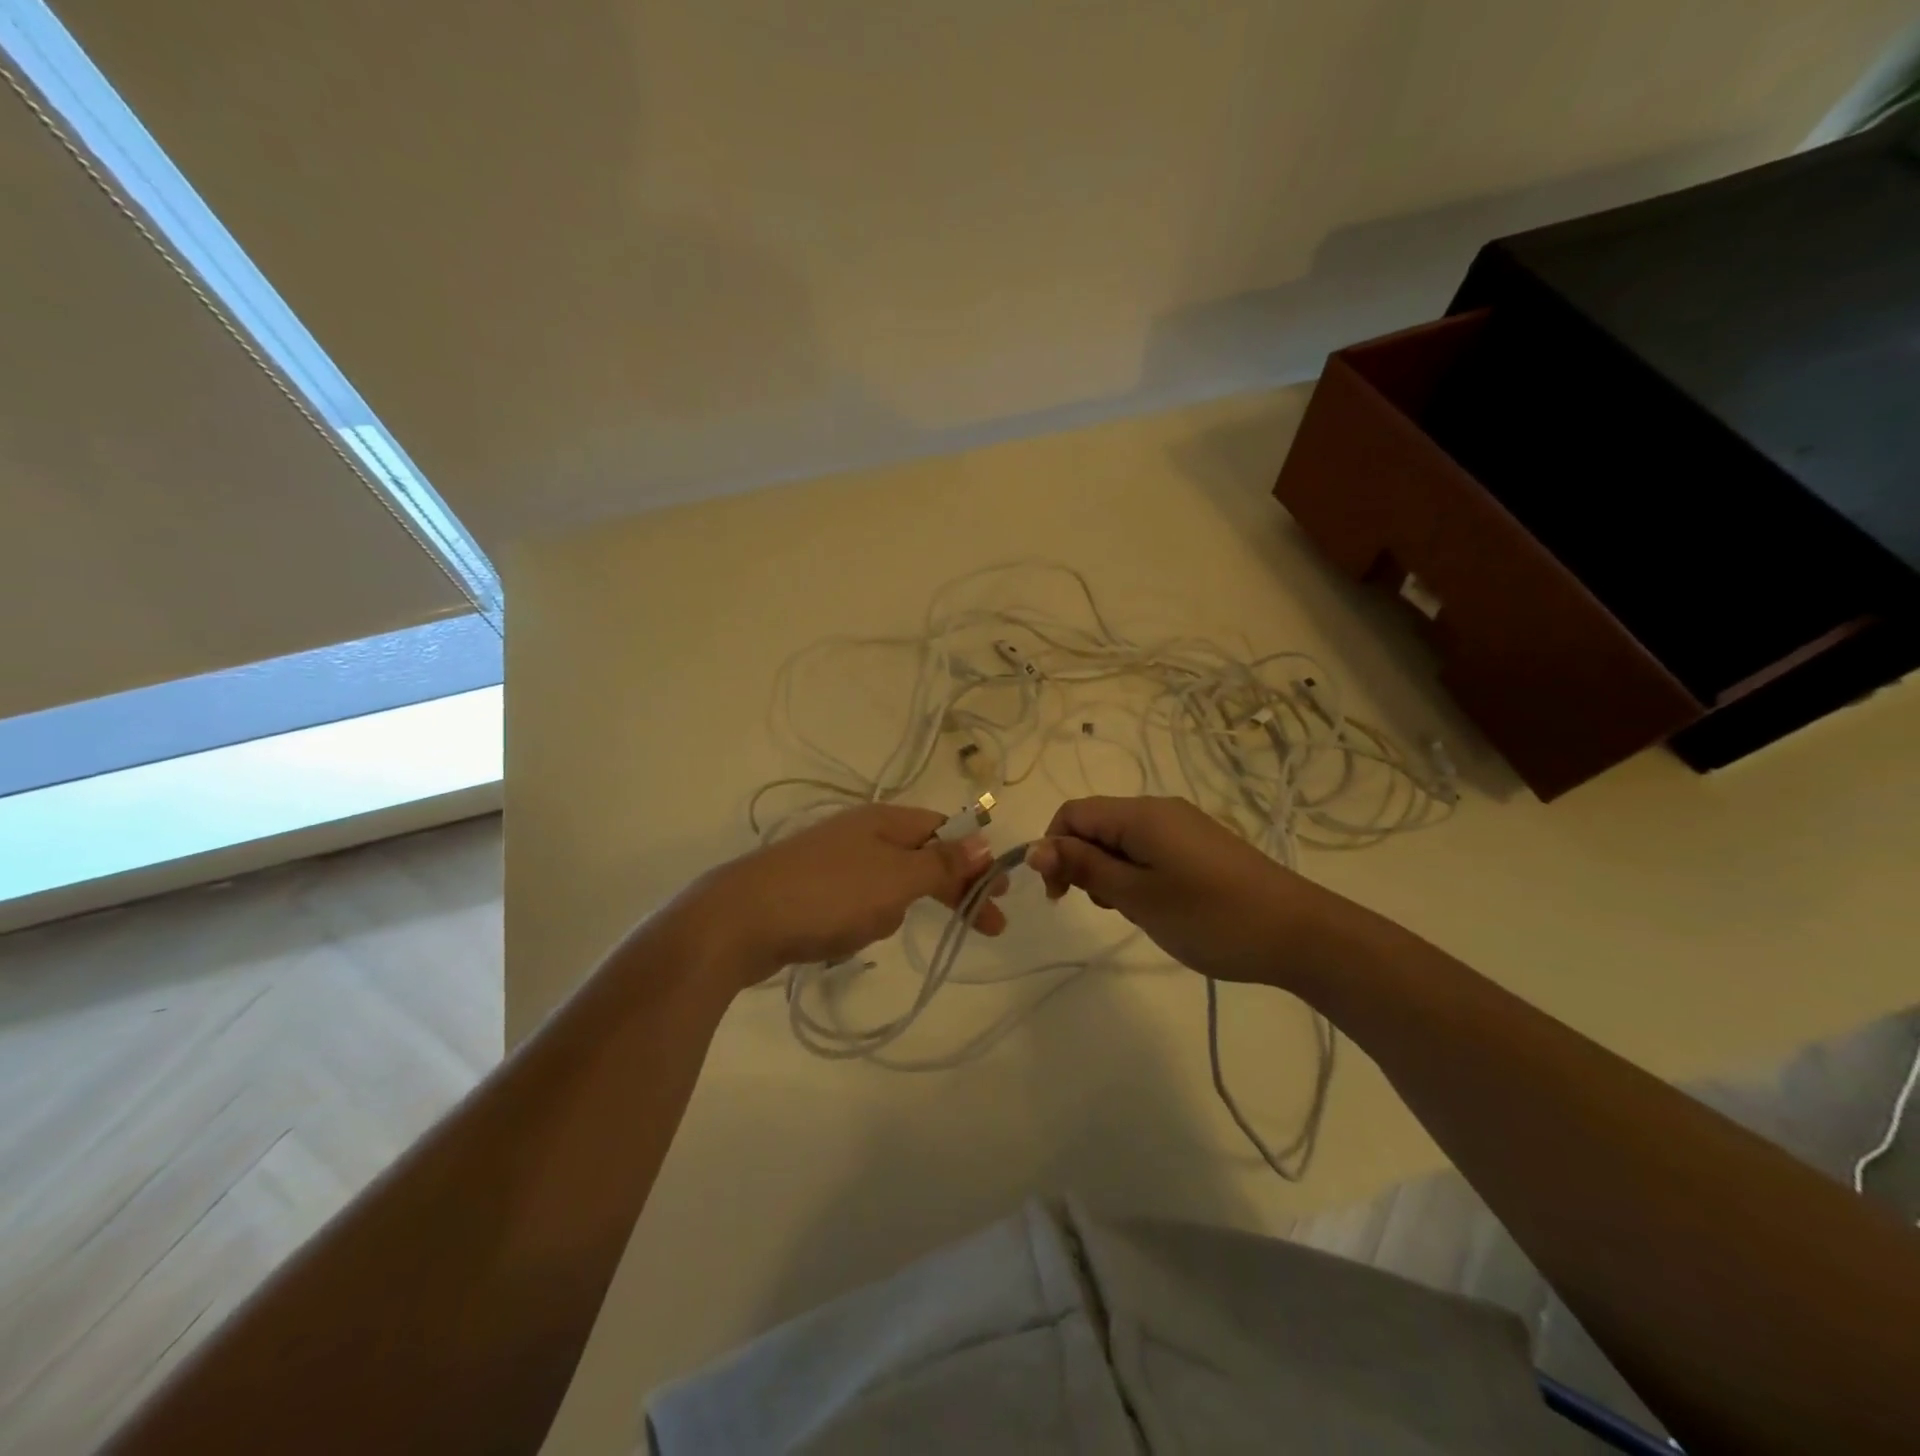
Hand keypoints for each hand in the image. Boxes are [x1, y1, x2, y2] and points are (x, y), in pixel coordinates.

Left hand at [672, 804, 1007, 989]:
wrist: (738, 921)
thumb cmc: (828, 895)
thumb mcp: (896, 879)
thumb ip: (941, 862)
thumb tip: (984, 839)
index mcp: (884, 820)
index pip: (946, 831)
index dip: (978, 859)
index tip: (1003, 893)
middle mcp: (861, 832)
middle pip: (923, 856)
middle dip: (952, 889)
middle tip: (988, 927)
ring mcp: (834, 860)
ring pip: (890, 883)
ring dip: (898, 907)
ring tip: (871, 929)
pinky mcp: (813, 889)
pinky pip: (858, 902)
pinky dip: (865, 919)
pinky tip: (846, 937)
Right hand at [1025, 796, 1376, 992]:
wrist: (1299, 933)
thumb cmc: (1209, 916)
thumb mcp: (1137, 896)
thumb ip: (1084, 868)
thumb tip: (1035, 849)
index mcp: (1140, 814)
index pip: (1072, 814)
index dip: (1054, 849)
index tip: (1062, 896)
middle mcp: (1159, 810)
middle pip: (1097, 825)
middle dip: (1085, 863)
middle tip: (1108, 907)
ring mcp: (1184, 827)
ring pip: (1123, 841)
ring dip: (1113, 873)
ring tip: (1137, 912)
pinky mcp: (1201, 846)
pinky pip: (1151, 851)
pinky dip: (1140, 875)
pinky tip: (1160, 907)